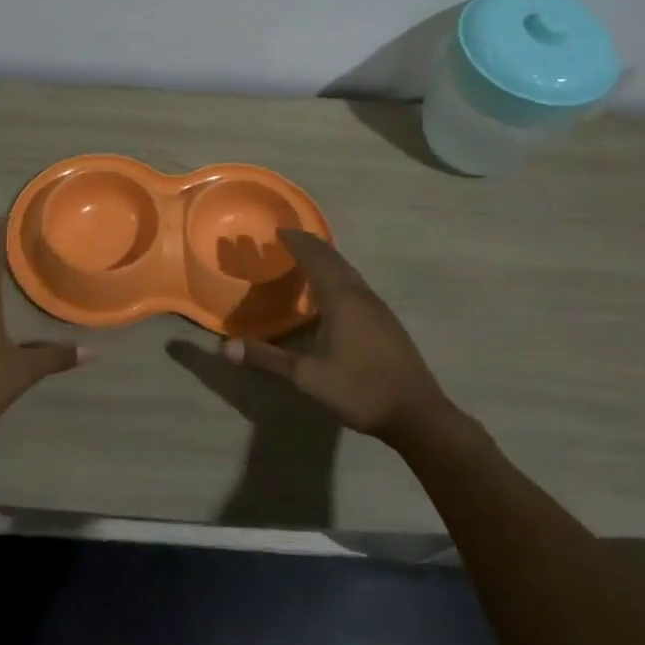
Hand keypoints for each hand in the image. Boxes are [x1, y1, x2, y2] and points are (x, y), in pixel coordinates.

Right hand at [223, 229, 451, 442]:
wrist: (418, 414)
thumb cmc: (360, 390)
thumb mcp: (307, 377)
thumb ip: (268, 359)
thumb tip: (225, 347)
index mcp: (341, 300)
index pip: (316, 259)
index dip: (297, 242)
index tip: (279, 229)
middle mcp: (361, 295)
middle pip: (334, 259)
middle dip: (311, 244)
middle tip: (289, 236)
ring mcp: (378, 308)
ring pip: (349, 271)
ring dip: (327, 258)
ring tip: (307, 256)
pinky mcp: (387, 322)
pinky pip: (357, 284)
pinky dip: (339, 274)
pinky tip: (334, 291)